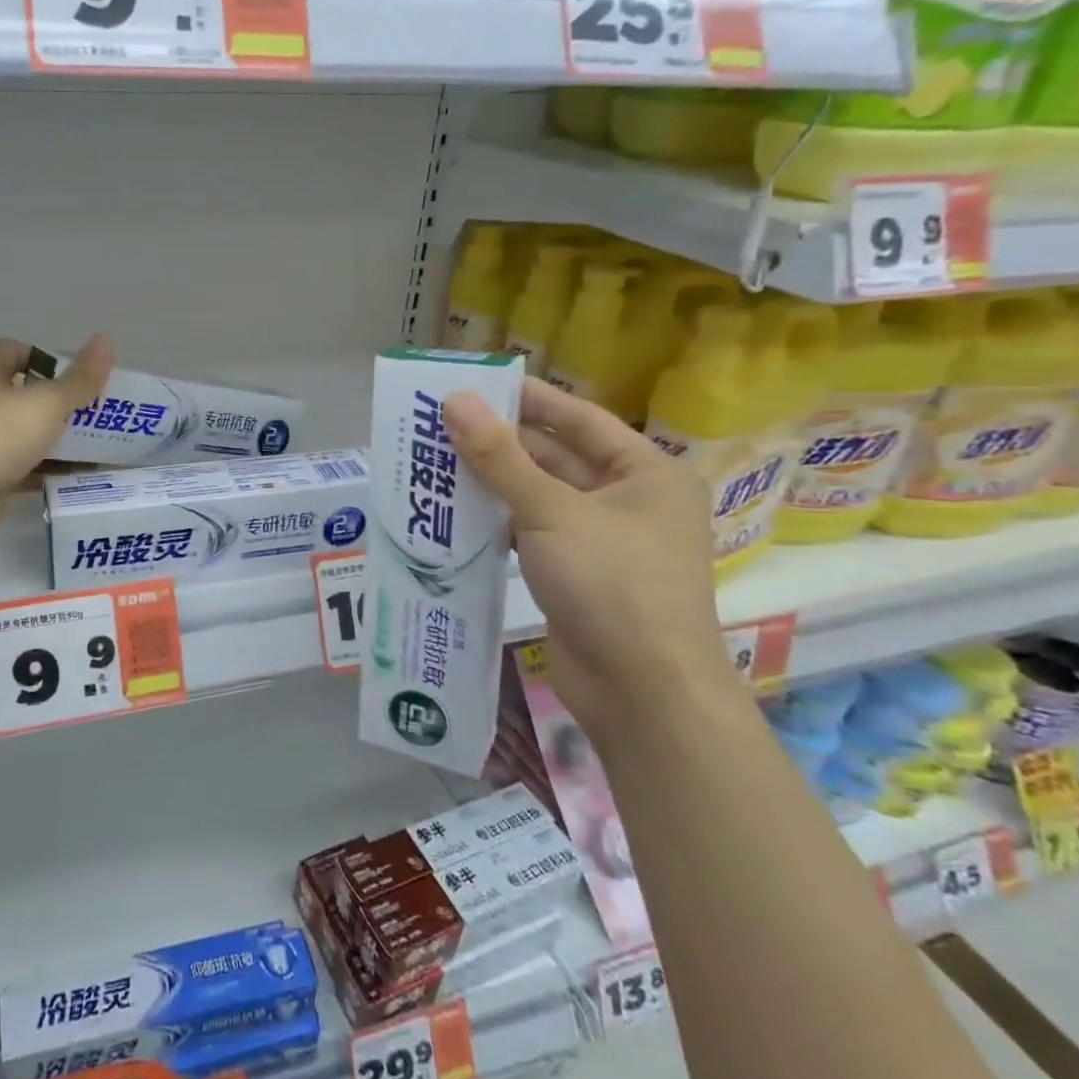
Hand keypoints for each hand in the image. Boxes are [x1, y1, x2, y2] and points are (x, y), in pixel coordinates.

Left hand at [0, 336, 113, 544]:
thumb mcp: (47, 402)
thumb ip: (79, 379)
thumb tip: (106, 341)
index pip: (14, 352)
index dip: (45, 358)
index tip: (75, 374)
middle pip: (26, 396)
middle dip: (61, 403)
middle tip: (98, 412)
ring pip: (28, 435)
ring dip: (58, 440)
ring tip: (99, 446)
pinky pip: (27, 470)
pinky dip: (51, 472)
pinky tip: (80, 477)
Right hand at [443, 379, 742, 746]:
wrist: (642, 694)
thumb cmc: (613, 586)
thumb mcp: (553, 513)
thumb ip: (500, 458)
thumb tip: (456, 401)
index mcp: (645, 473)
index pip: (578, 418)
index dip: (527, 399)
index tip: (475, 383)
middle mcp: (627, 500)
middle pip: (554, 457)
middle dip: (499, 443)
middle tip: (438, 424)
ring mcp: (600, 540)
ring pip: (537, 497)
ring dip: (492, 483)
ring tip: (434, 462)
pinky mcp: (574, 574)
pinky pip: (530, 533)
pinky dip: (496, 522)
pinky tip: (453, 514)